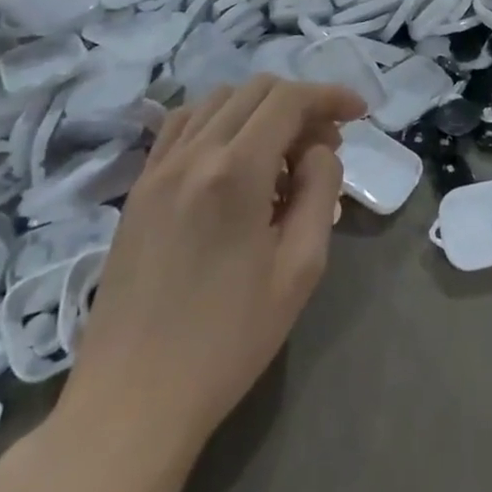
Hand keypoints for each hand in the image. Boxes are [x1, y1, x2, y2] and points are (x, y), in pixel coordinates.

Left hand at [52, 75, 365, 474]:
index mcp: (235, 171)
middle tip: (325, 144)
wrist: (132, 401)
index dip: (331, 96)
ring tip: (282, 152)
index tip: (359, 113)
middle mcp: (193, 154)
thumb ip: (321, 191)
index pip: (290, 99)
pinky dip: (219, 121)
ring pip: (218, 100)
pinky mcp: (138, 189)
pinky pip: (182, 125)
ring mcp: (158, 169)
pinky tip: (233, 157)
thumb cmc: (228, 341)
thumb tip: (319, 149)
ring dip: (260, 109)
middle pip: (256, 90)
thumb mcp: (300, 268)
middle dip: (301, 103)